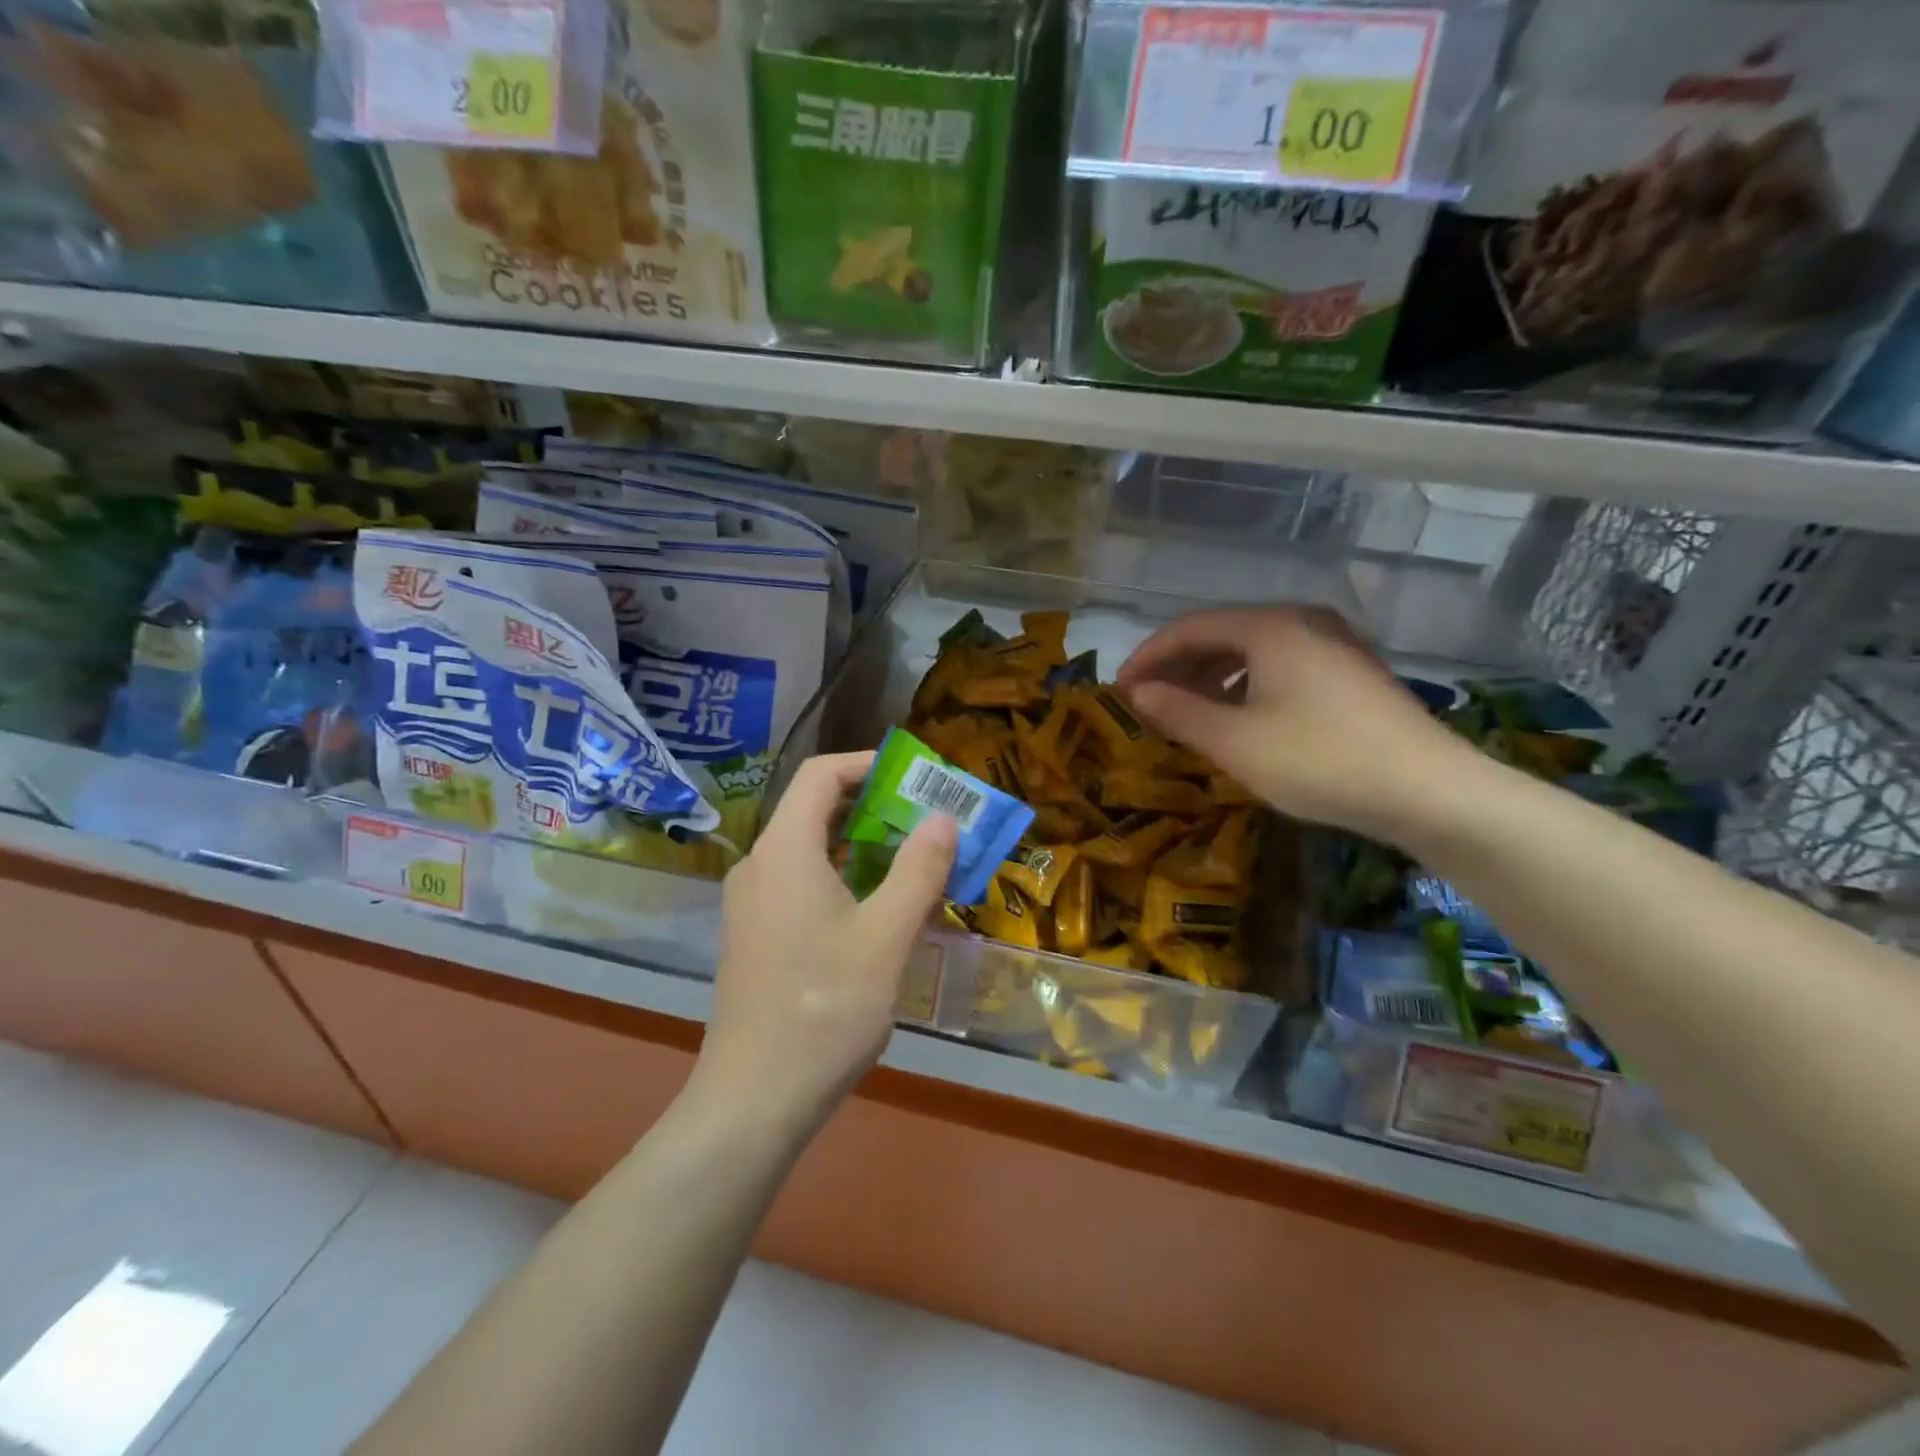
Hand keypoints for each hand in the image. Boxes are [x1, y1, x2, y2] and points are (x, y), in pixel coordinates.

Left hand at [695, 752, 957, 1133]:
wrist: (753, 1099)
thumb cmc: (824, 1008)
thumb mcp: (886, 937)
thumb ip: (918, 870)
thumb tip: (944, 817)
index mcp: (784, 851)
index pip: (821, 775)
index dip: (867, 763)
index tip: (915, 776)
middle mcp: (759, 865)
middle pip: (815, 809)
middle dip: (874, 807)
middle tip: (927, 820)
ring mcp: (751, 903)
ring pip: (810, 849)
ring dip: (861, 846)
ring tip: (912, 862)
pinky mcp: (755, 935)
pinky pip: (800, 883)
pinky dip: (841, 878)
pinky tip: (877, 910)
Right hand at [1115, 605, 1478, 843]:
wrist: (1429, 791)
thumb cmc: (1318, 760)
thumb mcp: (1234, 741)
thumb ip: (1178, 711)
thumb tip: (1138, 691)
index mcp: (1270, 626)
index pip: (1189, 628)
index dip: (1148, 656)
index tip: (1119, 689)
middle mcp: (1302, 622)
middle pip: (1222, 634)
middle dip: (1178, 667)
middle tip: (1147, 702)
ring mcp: (1333, 645)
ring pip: (1252, 652)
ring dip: (1211, 678)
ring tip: (1185, 712)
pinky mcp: (1351, 673)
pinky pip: (1280, 667)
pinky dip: (1246, 686)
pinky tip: (1238, 718)